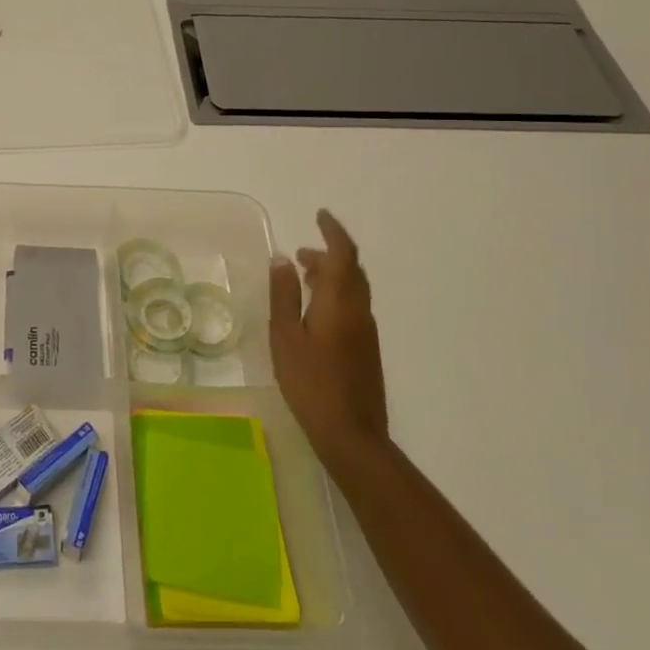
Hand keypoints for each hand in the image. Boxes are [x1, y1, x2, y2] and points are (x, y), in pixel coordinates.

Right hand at [269, 208, 388, 479]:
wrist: (351, 434)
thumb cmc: (310, 382)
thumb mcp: (285, 336)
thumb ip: (284, 295)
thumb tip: (283, 260)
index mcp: (340, 302)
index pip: (343, 254)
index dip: (333, 231)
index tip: (319, 215)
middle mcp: (359, 310)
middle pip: (351, 270)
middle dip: (329, 253)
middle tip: (301, 252)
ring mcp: (366, 331)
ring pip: (354, 289)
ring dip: (332, 274)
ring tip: (303, 277)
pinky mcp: (366, 349)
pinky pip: (353, 306)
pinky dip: (335, 294)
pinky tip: (314, 311)